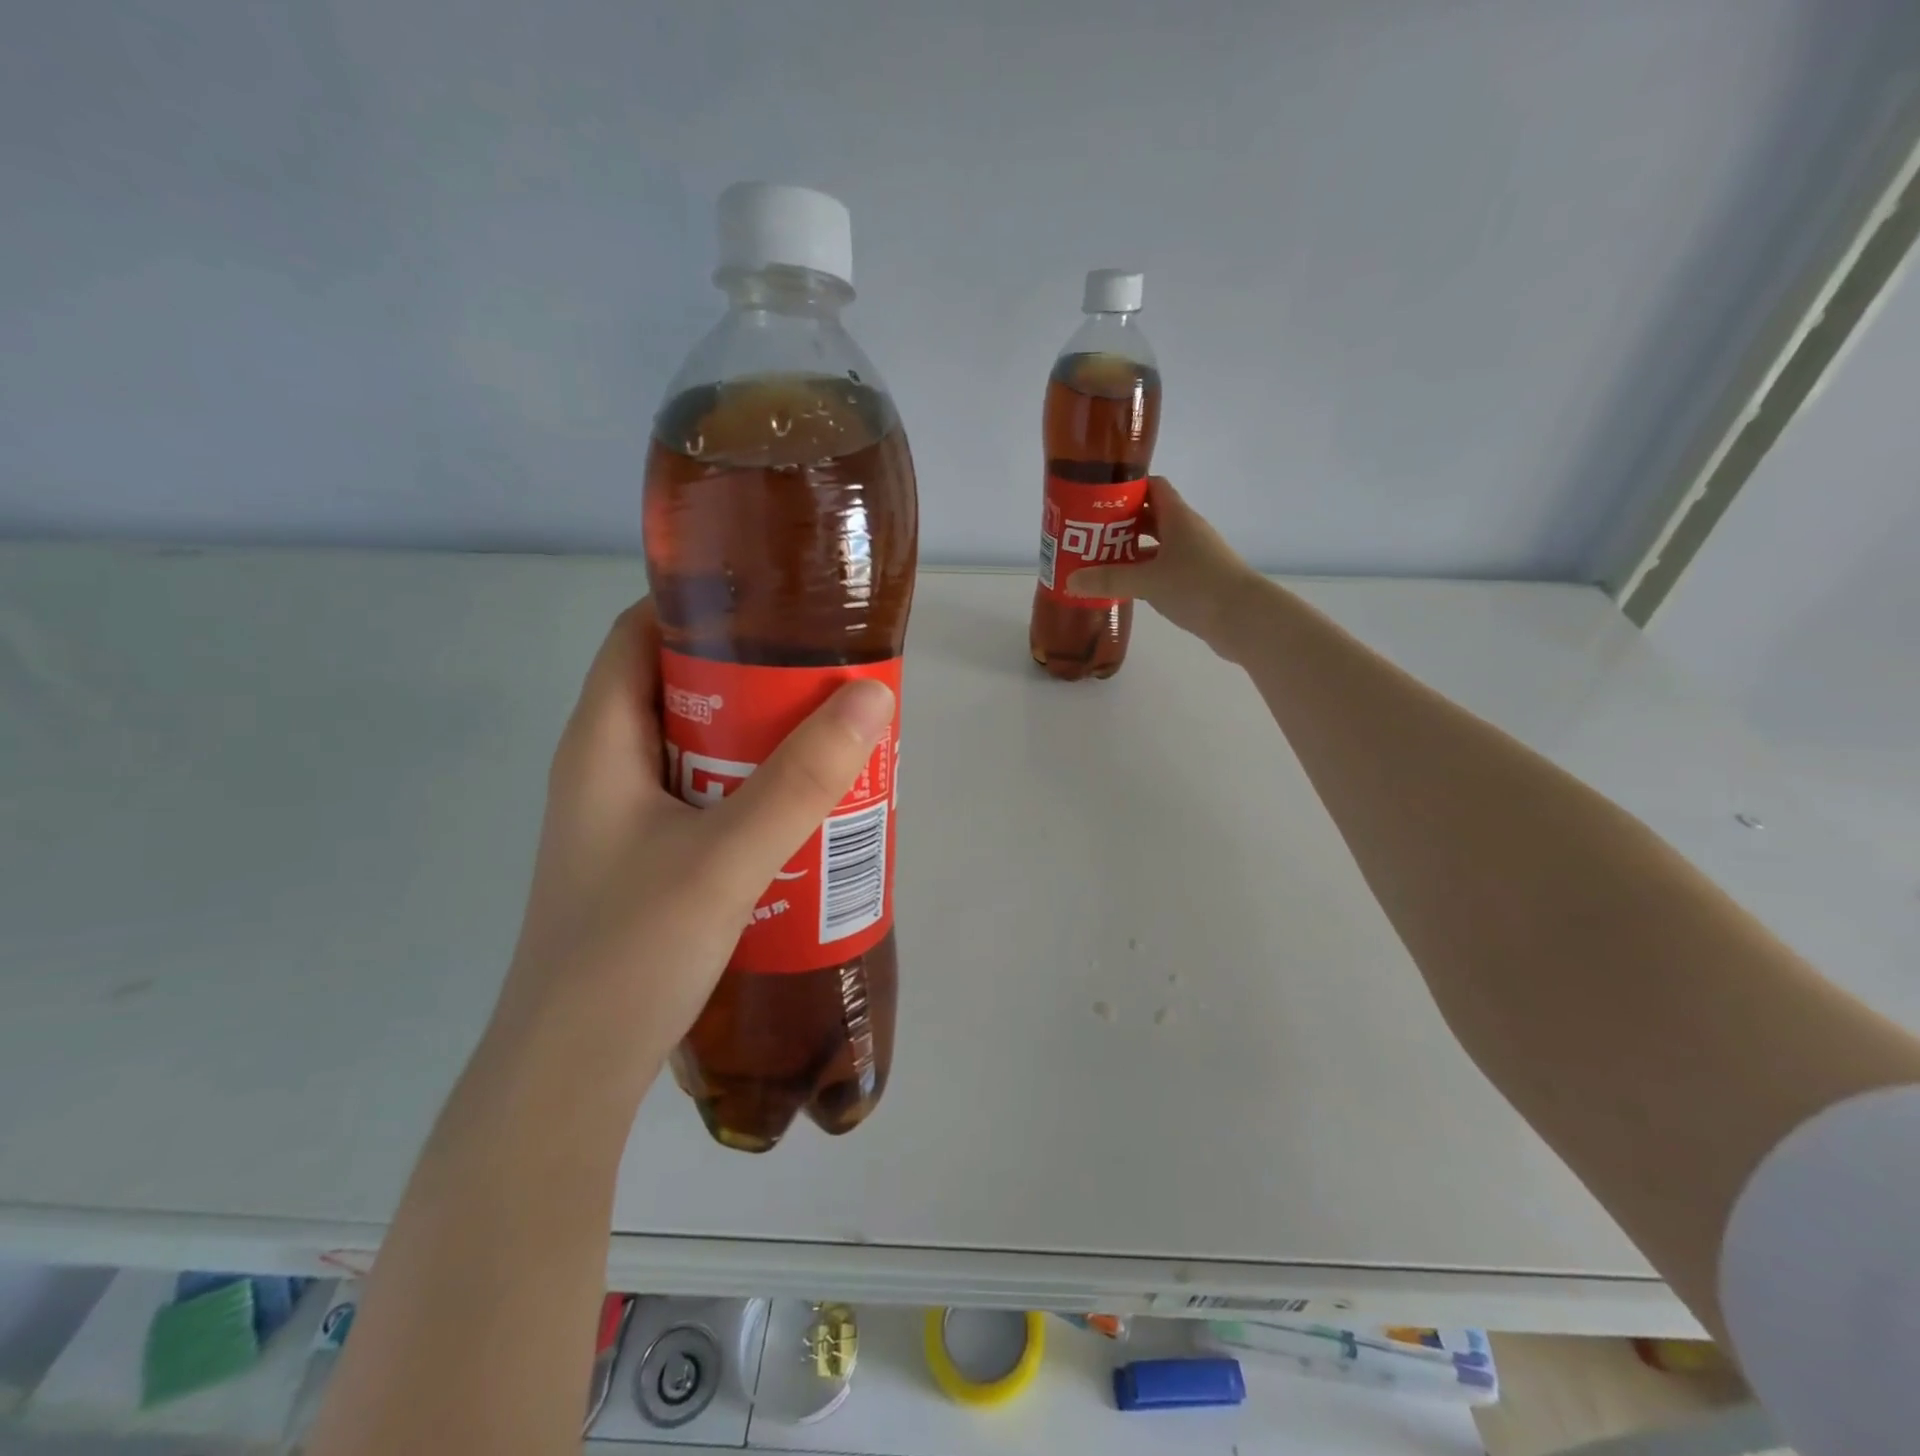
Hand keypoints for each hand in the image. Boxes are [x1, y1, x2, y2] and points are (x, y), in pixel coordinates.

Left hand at [492, 600, 895, 1077]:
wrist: (570, 1079)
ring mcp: (626, 820)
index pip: (640, 634)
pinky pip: (707, 800)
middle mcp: (607, 770)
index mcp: (601, 742)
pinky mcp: (647, 862)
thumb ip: (801, 780)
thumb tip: (871, 698)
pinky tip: (803, 814)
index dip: (702, 607)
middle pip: (682, 691)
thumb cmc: (629, 954)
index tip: (778, 607)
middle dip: (754, 680)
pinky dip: (753, 791)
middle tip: (827, 681)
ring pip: (700, 750)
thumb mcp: (726, 858)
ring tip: (831, 739)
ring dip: (761, 741)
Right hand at [1068, 477, 1266, 656]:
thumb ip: (1109, 580)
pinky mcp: (1197, 581)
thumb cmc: (1197, 587)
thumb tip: (1070, 581)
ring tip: (1099, 561)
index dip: (1127, 488)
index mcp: (1178, 518)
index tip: (1098, 498)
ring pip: (1157, 545)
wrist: (1245, 619)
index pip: (1153, 487)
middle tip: (1089, 533)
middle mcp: (1187, 532)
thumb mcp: (1147, 581)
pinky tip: (1125, 586)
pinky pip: (1164, 568)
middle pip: (1151, 516)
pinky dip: (1144, 573)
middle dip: (1121, 523)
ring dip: (1131, 551)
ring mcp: (1194, 557)